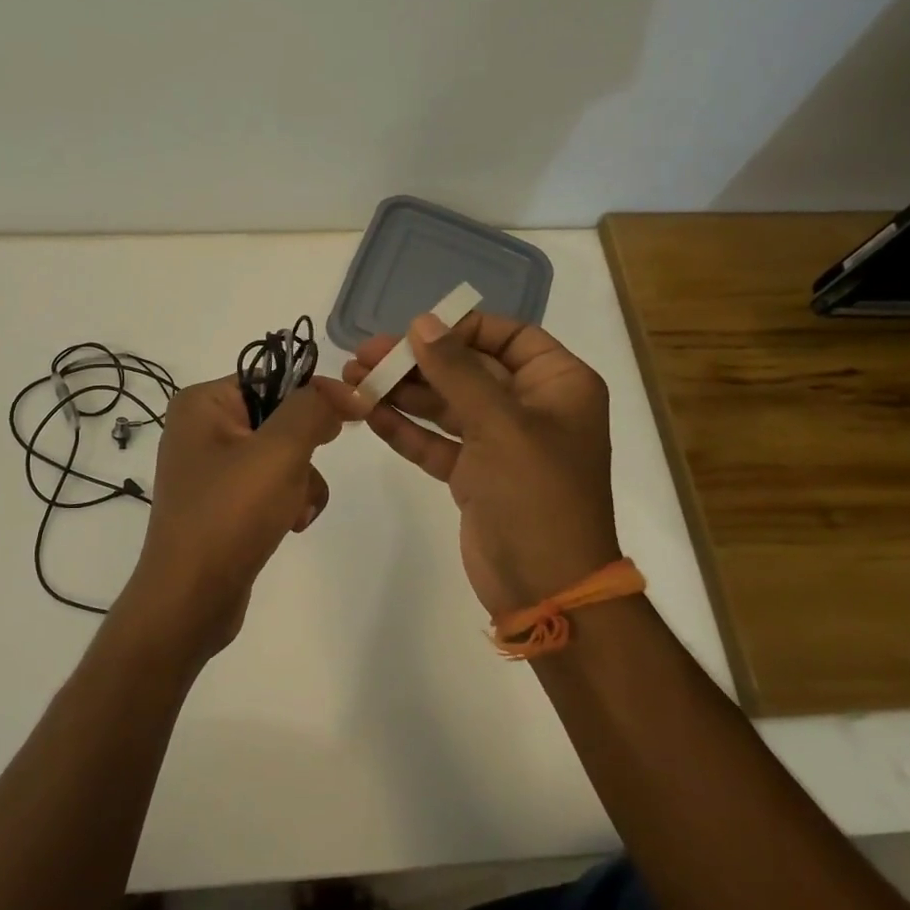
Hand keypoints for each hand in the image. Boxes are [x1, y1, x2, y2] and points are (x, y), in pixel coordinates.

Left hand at [121, 378, 342, 658]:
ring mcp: (210, 469)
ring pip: (281, 456)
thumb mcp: (278, 452)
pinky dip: (287, 502)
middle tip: (304, 473)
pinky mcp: (222, 504)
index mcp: (202, 403)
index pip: (272, 377)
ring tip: (293, 511)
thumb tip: (346, 390)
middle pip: (280, 418)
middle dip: (304, 451)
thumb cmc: (229, 515)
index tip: (352, 418)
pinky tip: (289, 526)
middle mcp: (201, 429)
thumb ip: (313, 409)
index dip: (315, 395)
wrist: (189, 599)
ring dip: (301, 481)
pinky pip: (269, 486)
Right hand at [337, 312, 620, 617]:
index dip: (461, 328)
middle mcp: (531, 408)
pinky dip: (406, 430)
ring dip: (402, 393)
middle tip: (363, 356)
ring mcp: (500, 443)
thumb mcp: (499, 424)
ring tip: (352, 379)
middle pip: (468, 369)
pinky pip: (436, 441)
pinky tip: (368, 415)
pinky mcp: (474, 475)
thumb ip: (457, 370)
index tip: (415, 331)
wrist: (547, 587)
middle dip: (416, 362)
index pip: (509, 336)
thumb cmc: (536, 494)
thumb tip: (422, 322)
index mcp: (557, 385)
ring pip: (446, 405)